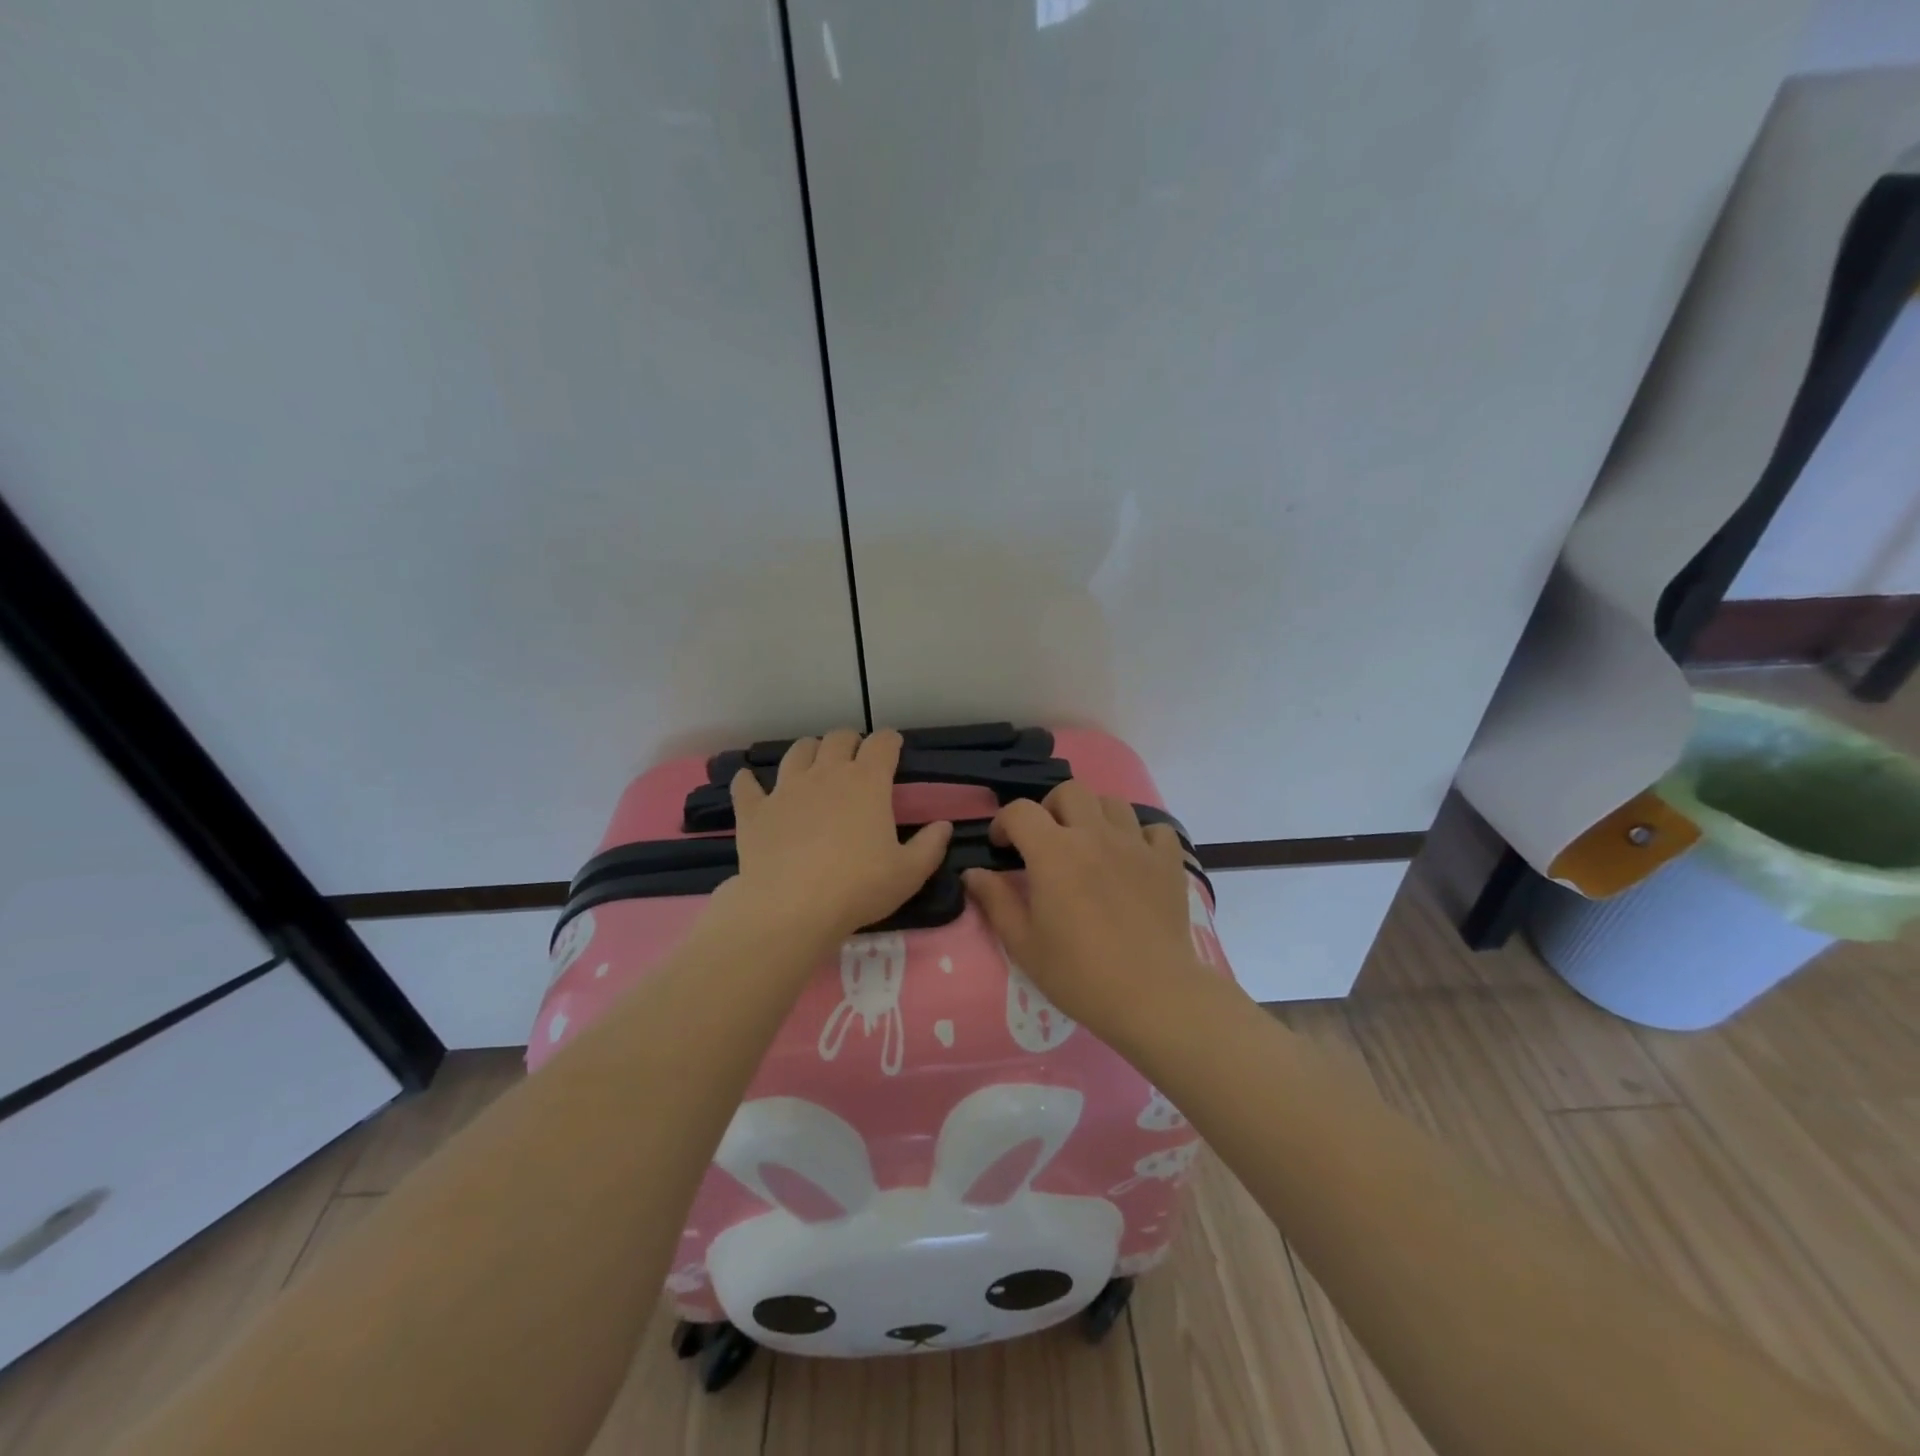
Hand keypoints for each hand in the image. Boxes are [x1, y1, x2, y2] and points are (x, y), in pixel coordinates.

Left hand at [723, 728, 951, 947]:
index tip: (894, 748)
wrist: (791, 908)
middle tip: (856, 758)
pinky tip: (751, 784)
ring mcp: (786, 789)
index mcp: (867, 782)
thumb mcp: (909, 873)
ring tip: (813, 764)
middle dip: (850, 741)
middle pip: (838, 738)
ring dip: (809, 751)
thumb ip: (930, 846)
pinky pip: (747, 785)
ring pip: (797, 751)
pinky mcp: (755, 810)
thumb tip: (944, 825)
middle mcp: (826, 774)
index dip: (890, 741)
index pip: (883, 743)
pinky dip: (750, 781)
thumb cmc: (858, 887)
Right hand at [962, 782, 1210, 1049]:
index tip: (1002, 847)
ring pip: (1112, 803)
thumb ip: (995, 901)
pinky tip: (1132, 859)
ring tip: (1089, 846)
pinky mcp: (1167, 861)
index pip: (1020, 811)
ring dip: (1093, 816)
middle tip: (1046, 841)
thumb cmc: (1079, 974)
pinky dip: (1141, 836)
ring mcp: (1136, 844)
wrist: (1152, 996)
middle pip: (1069, 792)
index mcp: (1054, 852)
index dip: (1004, 822)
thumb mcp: (1024, 943)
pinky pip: (1155, 829)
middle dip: (1049, 808)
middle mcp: (1094, 835)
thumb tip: (973, 873)